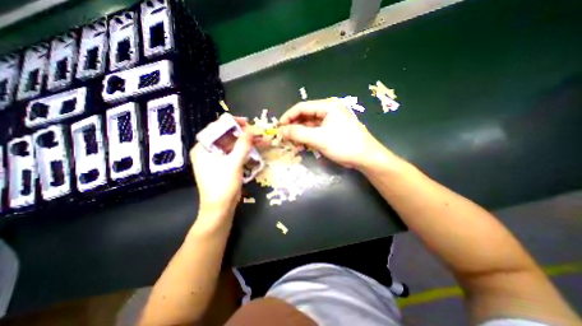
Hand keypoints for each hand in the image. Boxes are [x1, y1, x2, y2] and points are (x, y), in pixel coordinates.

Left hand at [191, 115, 251, 215]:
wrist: (220, 209)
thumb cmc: (222, 185)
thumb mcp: (234, 163)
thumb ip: (243, 145)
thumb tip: (252, 130)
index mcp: (203, 148)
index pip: (216, 128)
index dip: (232, 123)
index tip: (247, 122)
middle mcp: (208, 151)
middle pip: (227, 137)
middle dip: (243, 134)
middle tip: (257, 132)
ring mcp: (217, 159)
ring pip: (233, 145)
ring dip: (247, 143)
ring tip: (261, 140)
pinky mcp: (225, 166)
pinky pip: (235, 154)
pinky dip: (246, 152)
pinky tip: (256, 149)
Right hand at [279, 97, 395, 170]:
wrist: (365, 157)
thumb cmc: (343, 145)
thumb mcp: (319, 139)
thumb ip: (298, 133)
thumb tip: (281, 130)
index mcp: (328, 106)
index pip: (302, 107)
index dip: (289, 116)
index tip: (279, 126)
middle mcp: (329, 110)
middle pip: (306, 115)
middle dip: (294, 125)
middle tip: (285, 136)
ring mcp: (331, 120)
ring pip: (310, 124)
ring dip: (300, 132)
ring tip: (292, 142)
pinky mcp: (332, 129)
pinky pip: (316, 130)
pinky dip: (308, 136)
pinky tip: (302, 144)